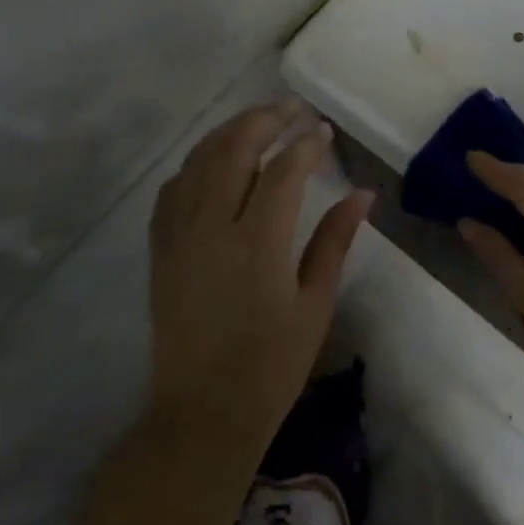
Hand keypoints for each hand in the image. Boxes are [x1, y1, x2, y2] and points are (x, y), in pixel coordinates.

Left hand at [147, 100, 372, 449]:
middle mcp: (212, 228)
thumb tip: (363, 193)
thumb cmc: (270, 365)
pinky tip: (215, 162)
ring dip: (229, 132)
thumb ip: (335, 241)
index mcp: (258, 244)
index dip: (306, 145)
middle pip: (233, 149)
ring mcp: (179, 236)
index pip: (283, 171)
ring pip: (198, 160)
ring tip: (259, 122)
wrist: (201, 414)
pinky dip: (196, 163)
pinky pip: (173, 189)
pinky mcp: (160, 249)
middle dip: (264, 119)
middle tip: (292, 110)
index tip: (324, 132)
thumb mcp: (315, 304)